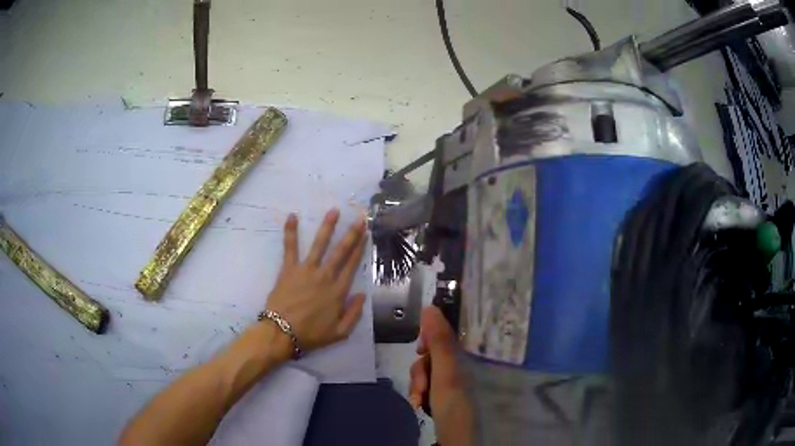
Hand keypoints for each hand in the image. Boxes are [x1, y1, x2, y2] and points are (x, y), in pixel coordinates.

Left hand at [265, 209, 366, 353]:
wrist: (282, 333)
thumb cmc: (311, 334)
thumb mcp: (340, 332)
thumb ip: (354, 314)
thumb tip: (362, 295)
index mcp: (338, 291)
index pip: (352, 265)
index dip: (360, 249)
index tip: (366, 234)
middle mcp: (325, 276)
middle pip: (341, 251)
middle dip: (352, 234)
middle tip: (360, 218)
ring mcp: (306, 270)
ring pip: (319, 244)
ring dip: (327, 227)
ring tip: (334, 211)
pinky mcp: (289, 269)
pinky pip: (290, 247)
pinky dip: (290, 232)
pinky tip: (292, 216)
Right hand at [409, 306, 473, 444]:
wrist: (453, 436)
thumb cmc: (452, 401)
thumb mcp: (445, 370)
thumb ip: (438, 340)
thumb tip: (430, 306)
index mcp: (462, 358)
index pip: (444, 335)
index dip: (429, 337)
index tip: (420, 348)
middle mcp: (457, 367)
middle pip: (431, 355)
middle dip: (420, 370)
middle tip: (421, 385)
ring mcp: (449, 383)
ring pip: (425, 372)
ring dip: (417, 384)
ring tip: (419, 400)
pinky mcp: (441, 396)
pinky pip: (425, 386)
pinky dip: (418, 394)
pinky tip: (418, 404)